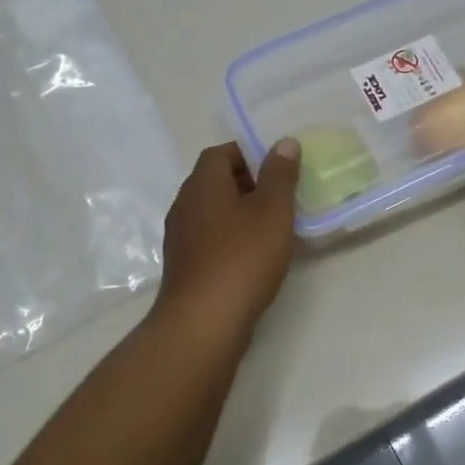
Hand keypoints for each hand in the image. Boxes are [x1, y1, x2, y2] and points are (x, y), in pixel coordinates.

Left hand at [153, 139, 300, 343]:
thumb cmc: (242, 258)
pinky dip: (231, 239)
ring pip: (213, 212)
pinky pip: (210, 239)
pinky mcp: (185, 266)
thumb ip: (280, 174)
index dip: (249, 154)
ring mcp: (180, 238)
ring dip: (240, 214)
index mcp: (202, 184)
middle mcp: (184, 205)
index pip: (221, 153)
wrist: (204, 322)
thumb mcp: (272, 211)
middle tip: (281, 198)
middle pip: (215, 182)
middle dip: (248, 184)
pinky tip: (255, 257)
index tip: (278, 169)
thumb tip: (284, 142)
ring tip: (273, 228)